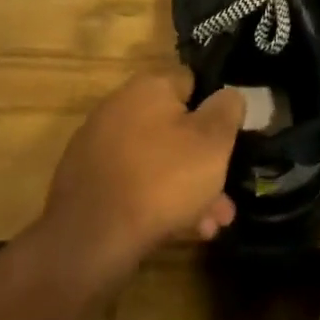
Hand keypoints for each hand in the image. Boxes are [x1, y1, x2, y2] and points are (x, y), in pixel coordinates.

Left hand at [35, 69, 242, 286]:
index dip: (216, 108)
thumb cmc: (163, 178)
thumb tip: (229, 95)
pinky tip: (177, 231)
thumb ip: (227, 110)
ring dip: (186, 190)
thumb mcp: (212, 141)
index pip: (191, 82)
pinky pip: (134, 183)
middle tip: (225, 199)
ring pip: (158, 162)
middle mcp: (118, 108)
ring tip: (209, 225)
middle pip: (175, 129)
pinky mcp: (87, 181)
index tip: (232, 137)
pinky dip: (156, 201)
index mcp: (148, 88)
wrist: (92, 237)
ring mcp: (98, 146)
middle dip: (205, 164)